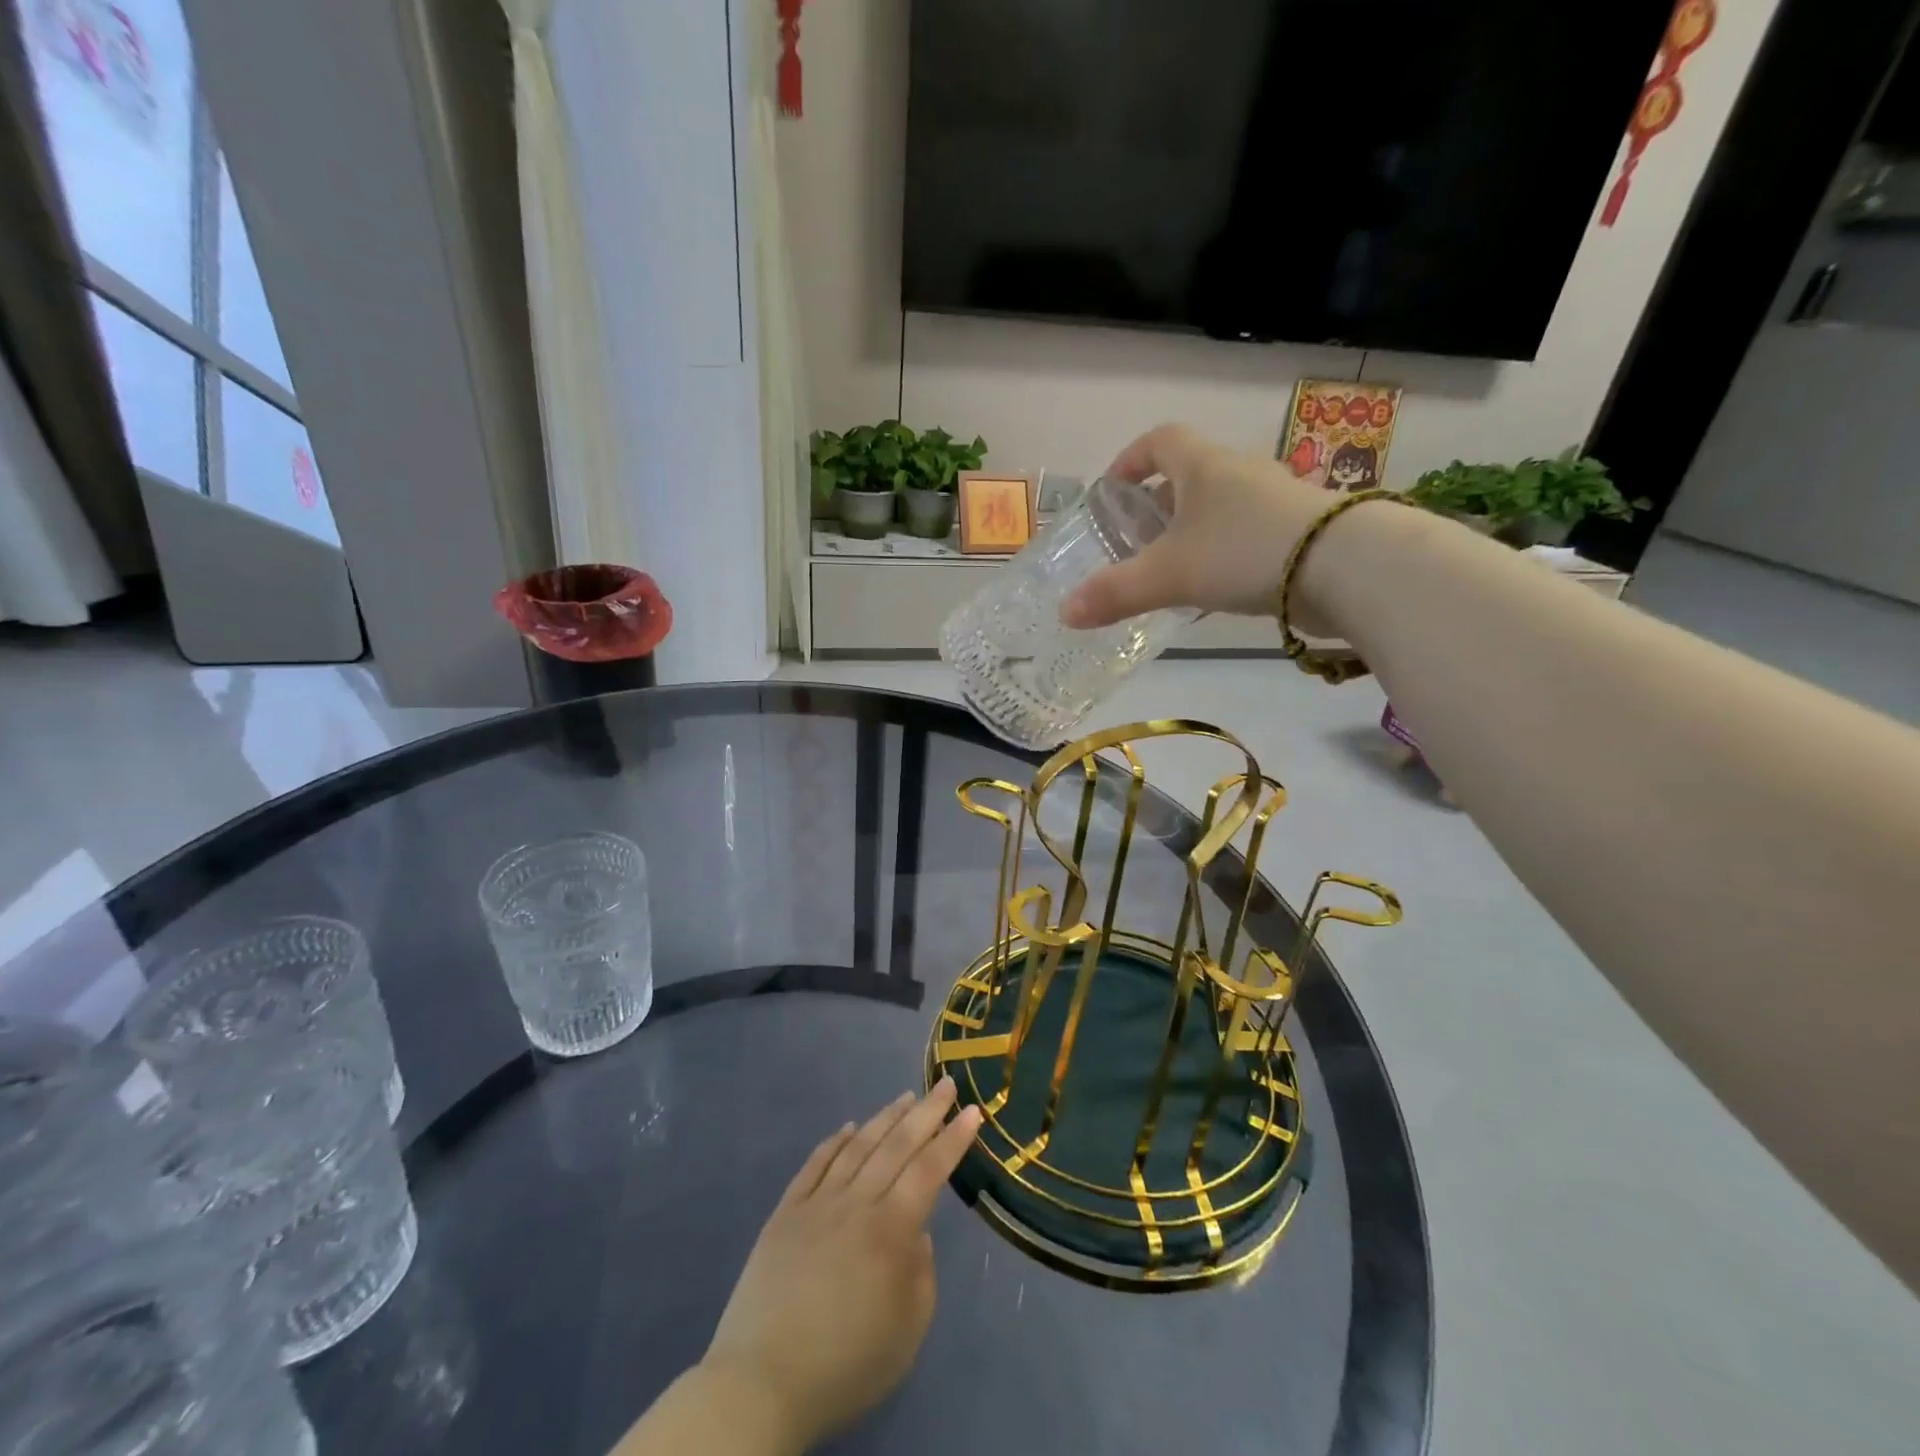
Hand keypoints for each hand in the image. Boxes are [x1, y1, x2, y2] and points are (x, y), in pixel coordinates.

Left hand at [699, 1079, 983, 1453]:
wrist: (761, 1383)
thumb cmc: (845, 1365)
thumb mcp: (907, 1333)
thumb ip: (920, 1274)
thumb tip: (915, 1233)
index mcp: (890, 1231)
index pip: (929, 1170)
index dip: (953, 1139)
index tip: (972, 1110)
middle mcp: (856, 1203)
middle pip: (896, 1146)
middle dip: (926, 1112)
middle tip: (946, 1084)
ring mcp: (817, 1203)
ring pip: (857, 1146)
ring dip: (885, 1118)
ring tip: (905, 1096)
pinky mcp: (785, 1212)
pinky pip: (814, 1164)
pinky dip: (834, 1141)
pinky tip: (847, 1127)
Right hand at [1060, 424, 1333, 630]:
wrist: (1344, 566)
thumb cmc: (1242, 552)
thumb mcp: (1168, 575)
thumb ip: (1115, 592)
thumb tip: (1065, 612)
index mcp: (1203, 467)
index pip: (1160, 441)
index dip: (1131, 460)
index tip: (1113, 490)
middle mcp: (1240, 473)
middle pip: (1190, 475)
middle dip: (1159, 503)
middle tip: (1137, 540)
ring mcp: (1275, 499)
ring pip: (1222, 506)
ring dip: (1193, 529)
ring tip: (1173, 568)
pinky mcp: (1300, 529)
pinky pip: (1248, 532)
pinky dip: (1225, 550)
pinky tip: (1218, 585)